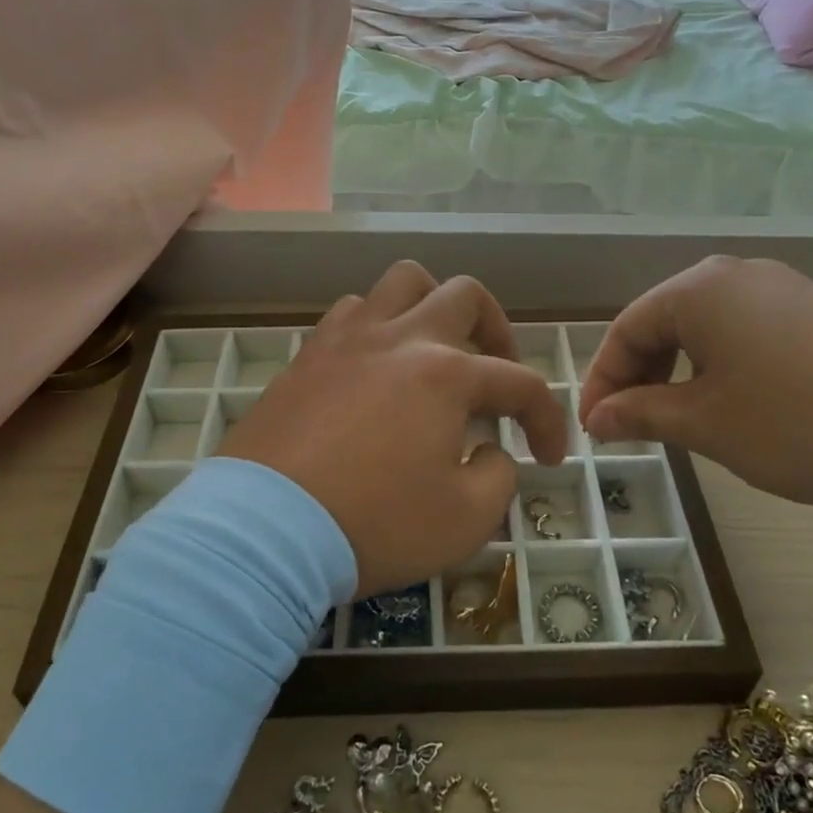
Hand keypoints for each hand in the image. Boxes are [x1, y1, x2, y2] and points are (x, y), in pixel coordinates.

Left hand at [217, 262, 567, 595]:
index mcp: (446, 374)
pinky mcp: (307, 354)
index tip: (548, 456)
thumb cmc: (373, 524)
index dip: (547, 419)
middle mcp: (400, 338)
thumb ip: (497, 476)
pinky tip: (374, 366)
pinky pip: (351, 313)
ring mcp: (348, 339)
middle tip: (496, 371)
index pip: (520, 383)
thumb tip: (491, 450)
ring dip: (430, 308)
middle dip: (496, 329)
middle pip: (464, 295)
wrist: (264, 529)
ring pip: (401, 283)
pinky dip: (376, 326)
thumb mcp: (463, 521)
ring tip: (432, 351)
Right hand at [577, 257, 812, 510]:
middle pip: (665, 322)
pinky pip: (750, 334)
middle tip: (631, 427)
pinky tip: (740, 407)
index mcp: (699, 289)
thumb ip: (641, 414)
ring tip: (682, 421)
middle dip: (640, 376)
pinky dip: (725, 368)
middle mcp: (738, 274)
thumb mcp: (707, 424)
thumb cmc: (800, 422)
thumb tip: (595, 419)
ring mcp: (787, 289)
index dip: (601, 381)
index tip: (593, 429)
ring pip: (708, 329)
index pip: (626, 329)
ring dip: (681, 373)